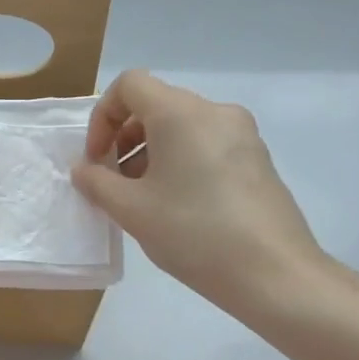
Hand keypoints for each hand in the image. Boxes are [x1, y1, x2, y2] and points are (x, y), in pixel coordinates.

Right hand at [72, 70, 341, 329]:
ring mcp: (242, 135)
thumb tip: (84, 170)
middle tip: (114, 182)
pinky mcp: (257, 160)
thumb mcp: (131, 210)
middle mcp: (214, 112)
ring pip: (181, 127)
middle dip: (124, 138)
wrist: (274, 274)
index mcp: (181, 113)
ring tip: (143, 199)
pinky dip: (180, 162)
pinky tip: (178, 206)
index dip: (102, 117)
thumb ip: (97, 182)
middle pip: (156, 105)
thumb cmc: (193, 232)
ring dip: (150, 152)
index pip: (129, 85)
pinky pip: (206, 144)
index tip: (97, 159)